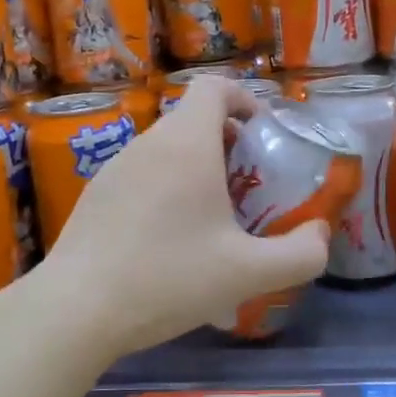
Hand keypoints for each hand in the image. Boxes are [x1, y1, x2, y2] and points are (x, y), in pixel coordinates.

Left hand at [34, 77, 330, 360]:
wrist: (75, 310)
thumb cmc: (167, 279)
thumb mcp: (248, 273)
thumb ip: (301, 254)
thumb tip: (320, 234)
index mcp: (186, 145)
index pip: (214, 87)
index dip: (245, 98)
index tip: (263, 134)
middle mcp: (148, 144)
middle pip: (192, 120)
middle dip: (228, 143)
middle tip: (248, 187)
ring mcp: (114, 168)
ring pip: (166, 151)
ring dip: (196, 169)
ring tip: (212, 220)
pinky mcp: (95, 196)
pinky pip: (141, 176)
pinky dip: (165, 189)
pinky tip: (168, 243)